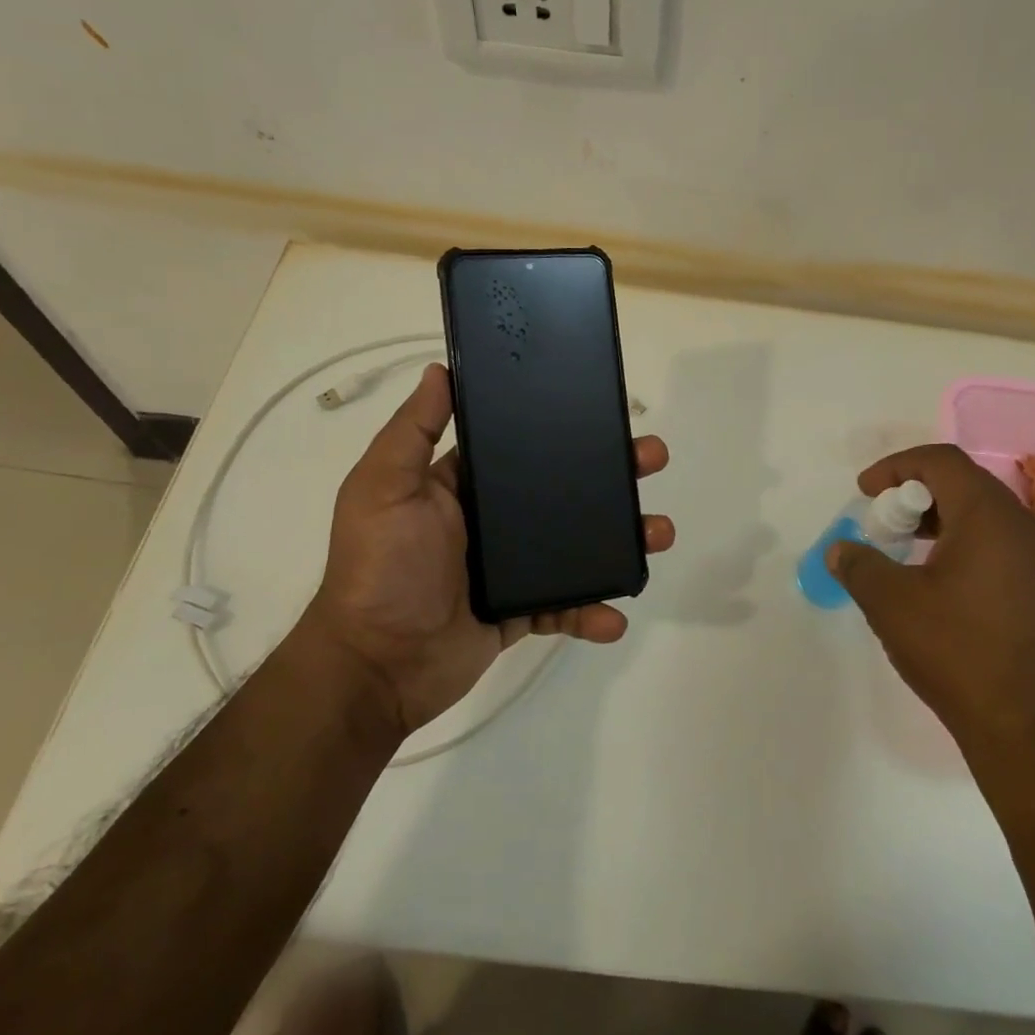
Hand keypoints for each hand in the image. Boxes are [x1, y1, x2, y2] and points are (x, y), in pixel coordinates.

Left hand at [301, 363, 673, 735]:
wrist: (376, 666)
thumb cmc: (380, 568)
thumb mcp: (383, 488)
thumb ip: (412, 431)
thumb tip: (440, 369)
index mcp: (465, 484)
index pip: (522, 445)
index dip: (564, 428)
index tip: (606, 412)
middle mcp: (493, 521)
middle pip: (564, 491)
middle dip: (612, 476)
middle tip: (652, 460)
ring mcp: (511, 568)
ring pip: (578, 546)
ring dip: (621, 539)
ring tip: (658, 533)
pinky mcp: (522, 611)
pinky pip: (567, 606)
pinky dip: (593, 611)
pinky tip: (615, 615)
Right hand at [826, 444, 1034, 800]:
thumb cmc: (960, 655)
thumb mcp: (892, 606)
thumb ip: (859, 566)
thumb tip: (840, 549)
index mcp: (990, 517)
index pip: (941, 462)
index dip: (896, 466)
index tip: (865, 491)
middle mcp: (1029, 529)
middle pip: (968, 487)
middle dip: (918, 497)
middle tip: (886, 526)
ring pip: (991, 521)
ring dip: (945, 525)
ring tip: (912, 557)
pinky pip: (1010, 552)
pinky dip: (972, 551)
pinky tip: (950, 592)